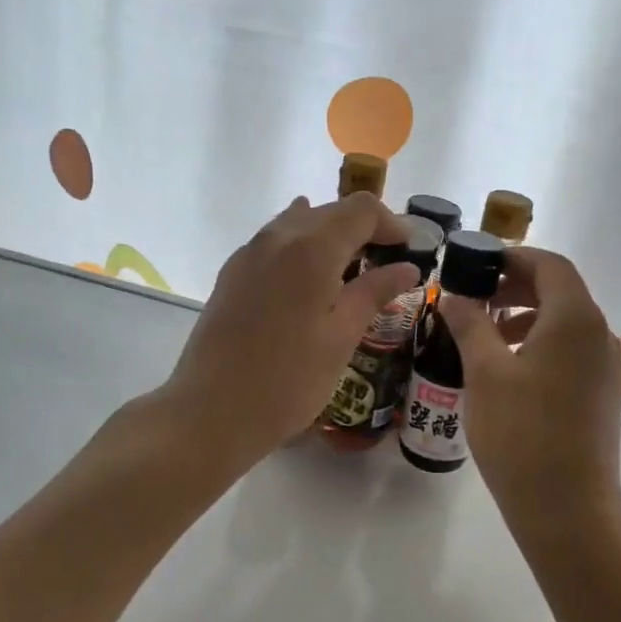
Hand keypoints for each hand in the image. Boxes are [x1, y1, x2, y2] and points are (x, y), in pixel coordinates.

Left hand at [161, 194, 417, 472]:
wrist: (211, 412)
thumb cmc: (288, 381)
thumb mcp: (342, 338)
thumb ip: (374, 293)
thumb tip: (407, 267)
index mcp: (312, 248)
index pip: (361, 209)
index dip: (391, 223)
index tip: (410, 251)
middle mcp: (277, 237)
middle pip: (330, 211)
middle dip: (364, 229)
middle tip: (386, 265)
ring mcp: (249, 253)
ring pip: (299, 223)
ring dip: (331, 237)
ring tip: (349, 273)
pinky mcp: (231, 274)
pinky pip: (275, 243)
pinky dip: (302, 249)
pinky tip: (309, 281)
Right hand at [441, 249, 620, 530]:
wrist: (568, 508)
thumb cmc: (522, 433)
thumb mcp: (485, 373)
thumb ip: (470, 324)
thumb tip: (455, 295)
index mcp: (575, 318)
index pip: (549, 264)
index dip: (512, 256)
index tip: (476, 264)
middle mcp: (598, 333)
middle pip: (559, 290)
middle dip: (515, 285)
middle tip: (473, 296)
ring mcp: (604, 365)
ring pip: (563, 321)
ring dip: (524, 315)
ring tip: (483, 332)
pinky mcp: (600, 391)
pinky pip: (569, 349)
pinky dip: (538, 342)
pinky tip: (506, 367)